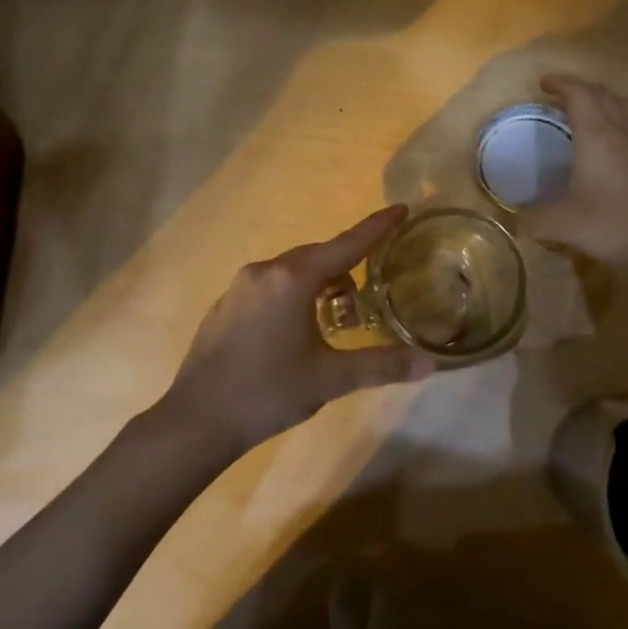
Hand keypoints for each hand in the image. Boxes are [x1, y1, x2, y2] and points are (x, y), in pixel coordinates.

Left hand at [156, 205, 436, 456]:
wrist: (197, 420)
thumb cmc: (268, 392)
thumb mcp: (329, 378)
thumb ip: (381, 365)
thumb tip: (430, 363)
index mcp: (293, 279)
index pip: (347, 244)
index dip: (377, 227)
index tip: (401, 208)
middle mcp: (265, 271)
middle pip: (318, 256)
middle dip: (347, 270)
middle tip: (367, 302)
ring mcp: (240, 286)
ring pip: (293, 271)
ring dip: (320, 285)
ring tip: (335, 322)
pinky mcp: (226, 304)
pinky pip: (271, 285)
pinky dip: (293, 295)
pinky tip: (296, 333)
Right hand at [522, 75, 627, 276]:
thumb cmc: (612, 226)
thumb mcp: (561, 225)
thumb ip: (533, 218)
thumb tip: (516, 218)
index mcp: (597, 136)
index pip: (580, 94)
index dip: (561, 83)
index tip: (543, 84)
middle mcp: (624, 132)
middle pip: (604, 94)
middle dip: (581, 89)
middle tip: (561, 97)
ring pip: (626, 106)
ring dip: (605, 100)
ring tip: (590, 110)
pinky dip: (621, 119)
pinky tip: (615, 142)